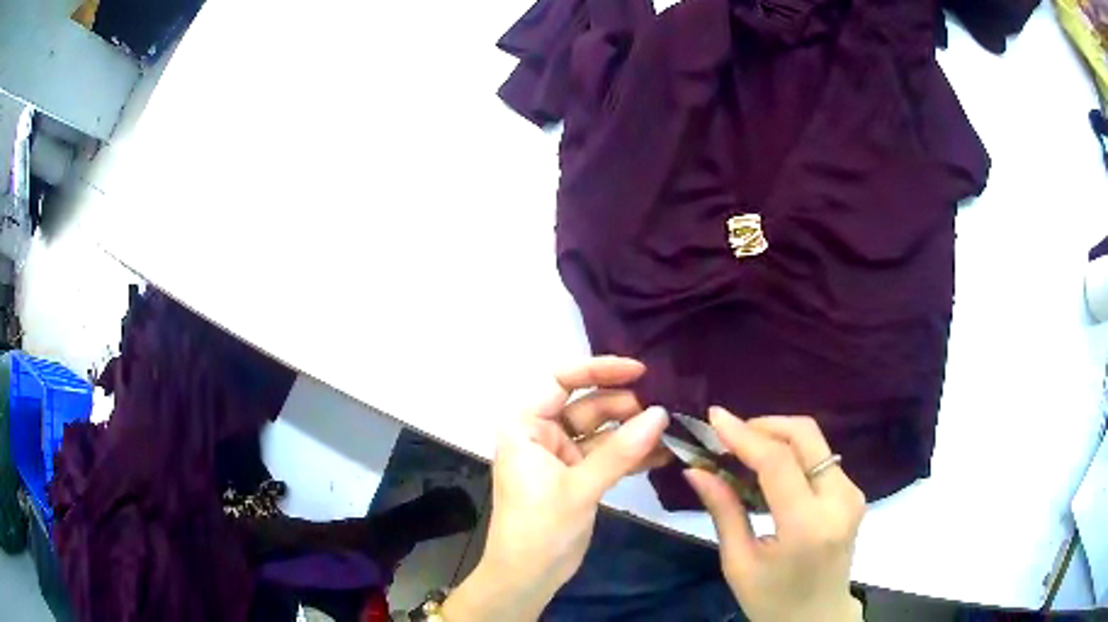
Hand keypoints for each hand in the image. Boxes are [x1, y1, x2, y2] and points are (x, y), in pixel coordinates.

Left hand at [443, 357, 669, 620]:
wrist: (527, 577)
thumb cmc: (539, 528)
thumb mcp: (579, 487)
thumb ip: (621, 451)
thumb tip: (661, 414)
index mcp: (525, 425)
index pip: (560, 380)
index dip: (598, 369)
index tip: (639, 371)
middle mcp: (542, 434)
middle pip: (587, 405)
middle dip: (625, 407)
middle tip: (665, 410)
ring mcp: (562, 457)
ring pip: (602, 432)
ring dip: (634, 432)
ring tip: (672, 430)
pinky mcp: (578, 478)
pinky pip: (608, 457)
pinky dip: (632, 455)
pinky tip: (664, 454)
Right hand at [685, 408, 865, 621]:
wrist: (818, 618)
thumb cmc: (772, 601)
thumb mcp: (739, 563)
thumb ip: (723, 511)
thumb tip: (696, 469)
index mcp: (807, 525)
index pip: (778, 461)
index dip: (744, 434)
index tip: (713, 417)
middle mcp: (839, 500)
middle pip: (805, 435)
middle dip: (764, 425)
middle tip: (729, 435)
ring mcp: (852, 493)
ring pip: (814, 442)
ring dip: (776, 437)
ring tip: (741, 452)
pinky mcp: (853, 493)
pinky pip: (819, 458)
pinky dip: (791, 453)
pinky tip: (767, 469)